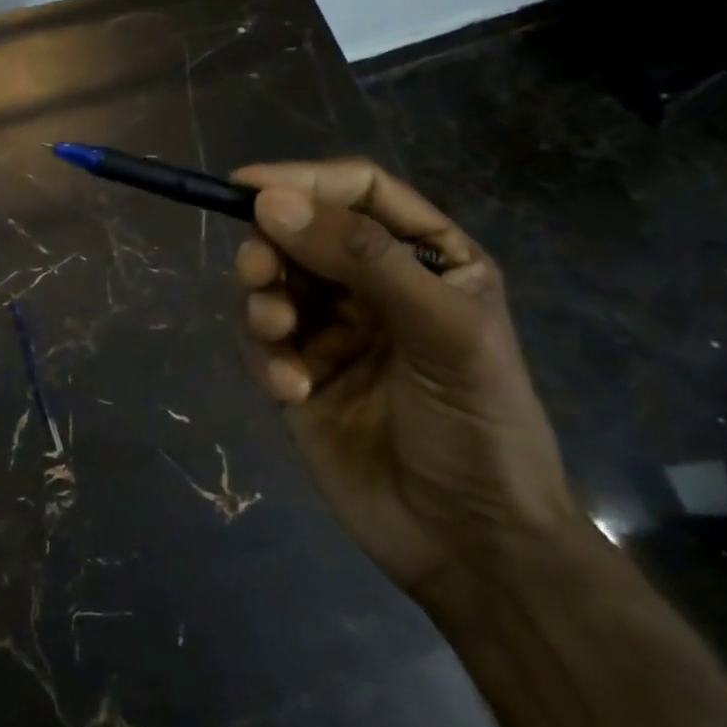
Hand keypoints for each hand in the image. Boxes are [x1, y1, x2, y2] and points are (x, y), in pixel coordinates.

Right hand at [232, 159, 575, 596]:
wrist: (470, 545)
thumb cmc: (480, 426)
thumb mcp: (441, 331)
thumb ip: (363, 259)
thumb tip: (270, 201)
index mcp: (426, 259)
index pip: (358, 192)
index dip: (304, 181)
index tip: (247, 188)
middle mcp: (373, 286)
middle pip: (302, 234)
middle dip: (273, 248)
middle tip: (260, 273)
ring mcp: (332, 332)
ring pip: (273, 285)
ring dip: (264, 302)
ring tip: (279, 334)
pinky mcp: (297, 376)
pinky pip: (262, 344)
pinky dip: (266, 358)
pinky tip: (291, 390)